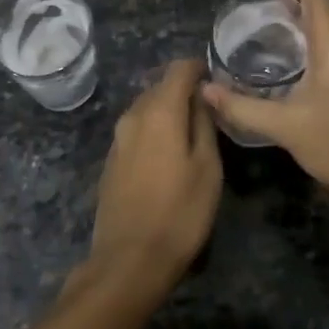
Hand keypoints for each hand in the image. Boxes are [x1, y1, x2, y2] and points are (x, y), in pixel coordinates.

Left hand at [87, 59, 222, 287]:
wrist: (129, 260)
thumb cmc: (179, 213)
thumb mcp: (208, 168)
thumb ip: (204, 124)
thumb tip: (202, 95)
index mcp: (159, 111)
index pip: (178, 69)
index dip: (199, 68)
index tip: (218, 79)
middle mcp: (132, 116)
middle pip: (160, 87)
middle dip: (184, 90)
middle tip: (210, 109)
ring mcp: (117, 138)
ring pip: (146, 108)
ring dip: (168, 110)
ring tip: (193, 131)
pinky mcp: (111, 160)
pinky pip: (136, 130)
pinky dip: (154, 129)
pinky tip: (168, 152)